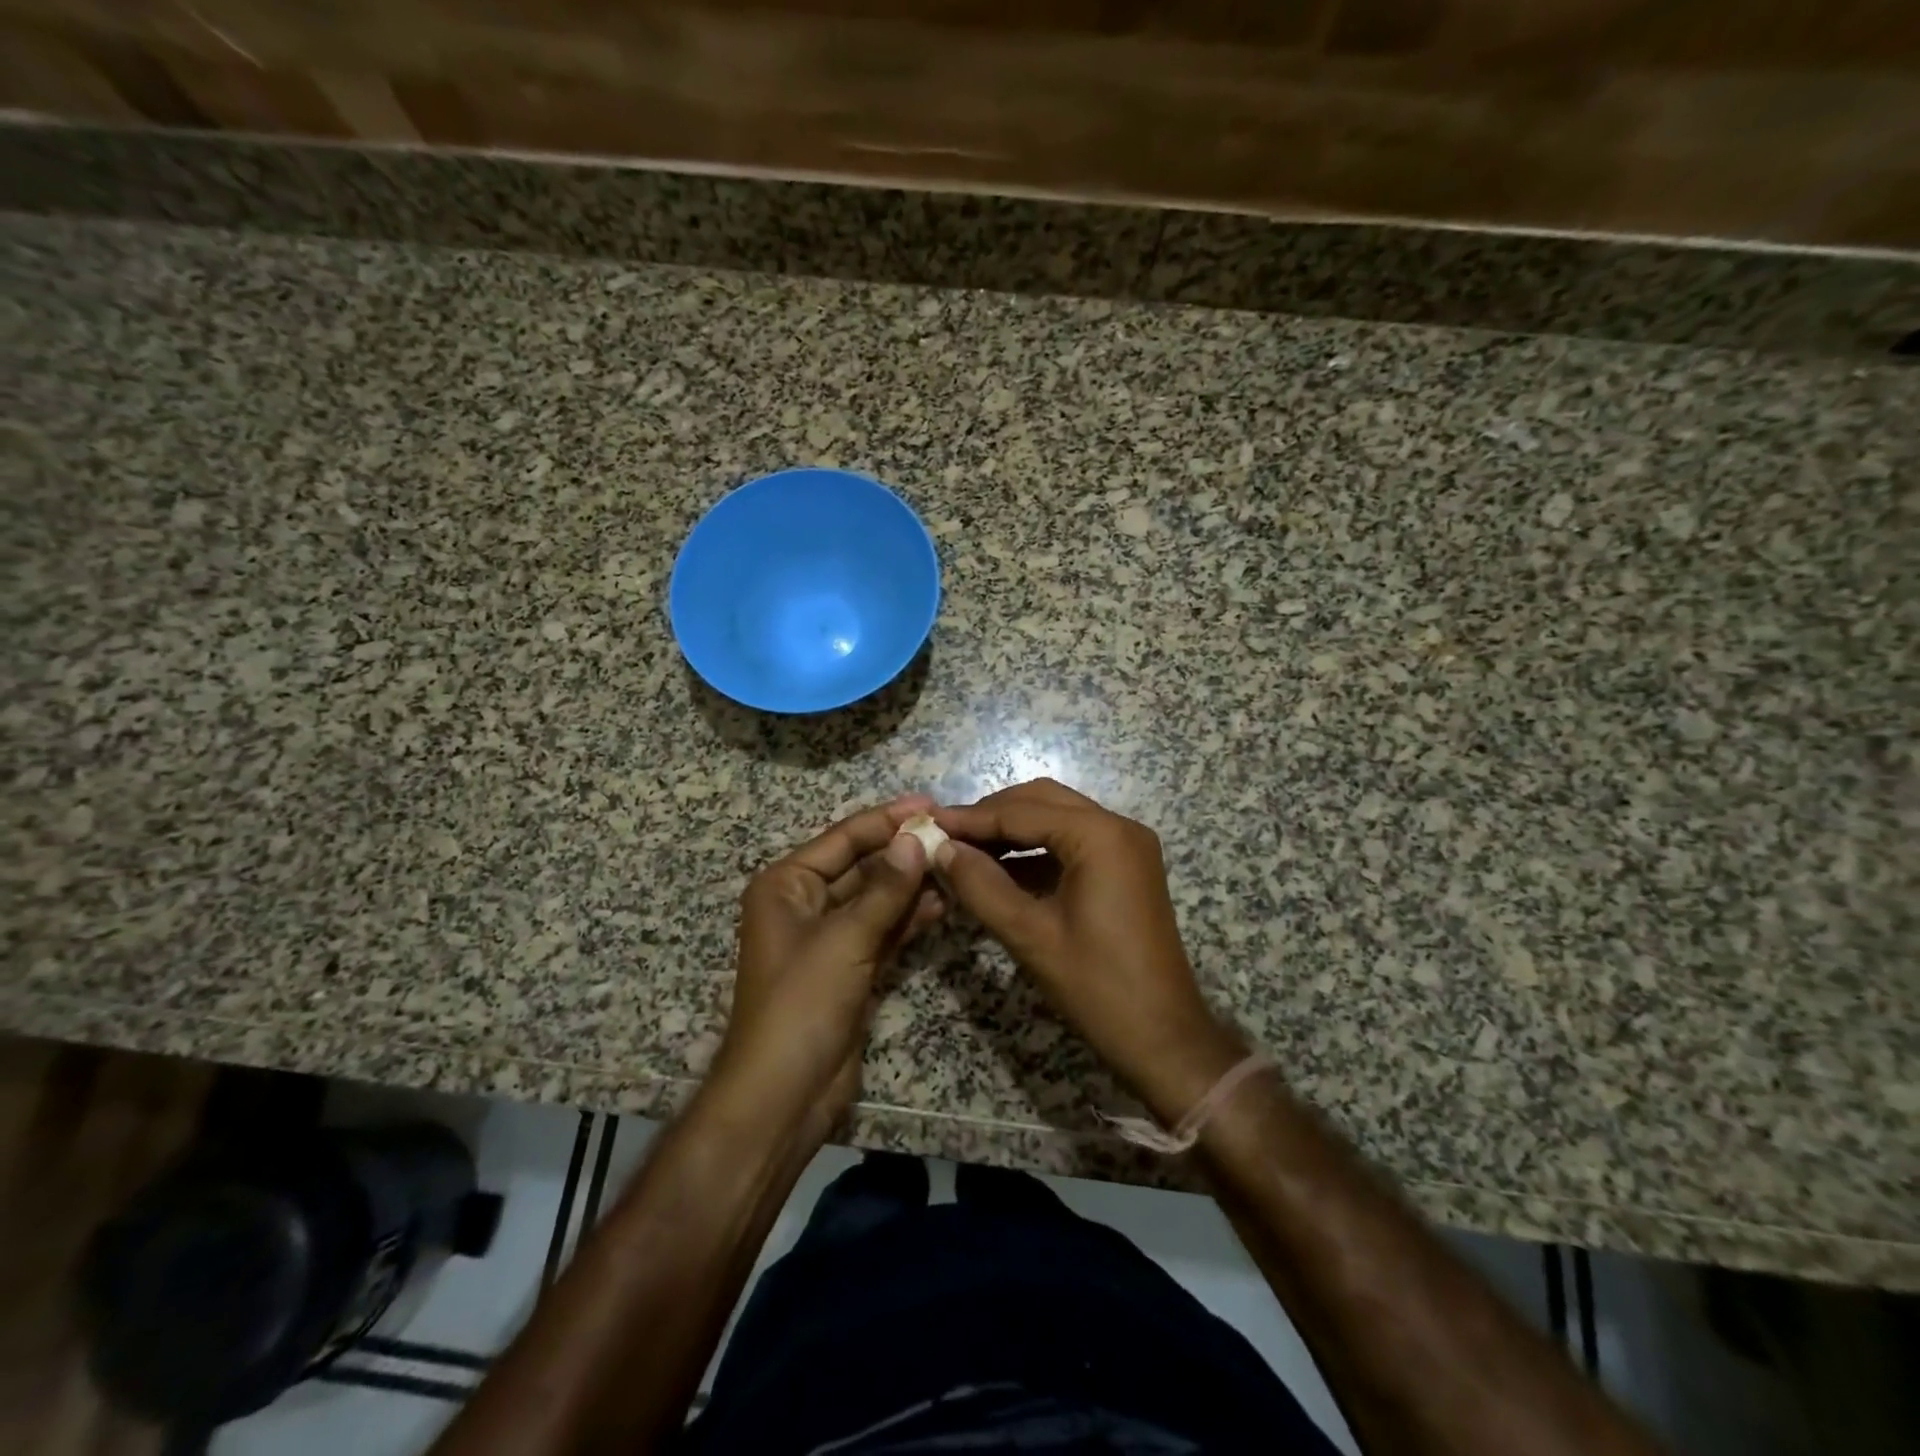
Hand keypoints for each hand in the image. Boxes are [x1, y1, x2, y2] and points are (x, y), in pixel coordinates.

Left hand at [712, 795, 942, 1139]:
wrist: (784, 1095)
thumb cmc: (801, 1004)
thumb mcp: (845, 939)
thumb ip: (885, 889)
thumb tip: (917, 838)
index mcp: (787, 885)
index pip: (843, 839)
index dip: (886, 819)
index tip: (929, 802)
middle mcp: (805, 904)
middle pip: (862, 866)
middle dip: (903, 852)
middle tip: (952, 834)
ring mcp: (830, 938)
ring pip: (877, 898)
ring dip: (911, 884)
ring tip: (956, 864)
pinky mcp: (851, 967)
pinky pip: (883, 930)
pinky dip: (909, 918)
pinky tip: (942, 903)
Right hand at [933, 779, 1244, 1121]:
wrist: (1163, 1038)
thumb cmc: (1097, 987)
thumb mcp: (1029, 935)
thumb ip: (980, 885)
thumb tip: (940, 849)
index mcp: (1100, 836)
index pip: (1022, 811)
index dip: (971, 818)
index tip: (928, 822)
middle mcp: (1118, 827)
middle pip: (1042, 801)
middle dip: (992, 816)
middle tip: (946, 835)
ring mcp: (1126, 847)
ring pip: (1057, 819)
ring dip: (1012, 831)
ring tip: (965, 850)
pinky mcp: (1126, 868)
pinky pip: (1072, 843)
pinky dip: (1035, 851)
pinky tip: (1000, 869)